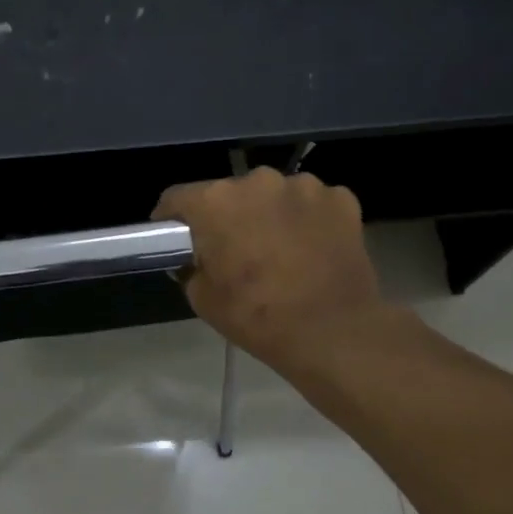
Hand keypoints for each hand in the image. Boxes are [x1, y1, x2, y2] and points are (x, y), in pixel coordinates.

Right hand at [154, 169, 396, 378]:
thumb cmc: (257, 317)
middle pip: (229, 193)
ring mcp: (304, 186)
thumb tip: (196, 257)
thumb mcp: (202, 299)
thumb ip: (191, 267)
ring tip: (277, 250)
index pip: (177, 198)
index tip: (175, 237)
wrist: (333, 332)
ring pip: (273, 196)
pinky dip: (305, 221)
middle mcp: (258, 181)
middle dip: (226, 217)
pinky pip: (311, 204)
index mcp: (216, 202)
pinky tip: (310, 250)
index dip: (171, 218)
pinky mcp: (341, 198)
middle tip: (232, 250)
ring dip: (268, 215)